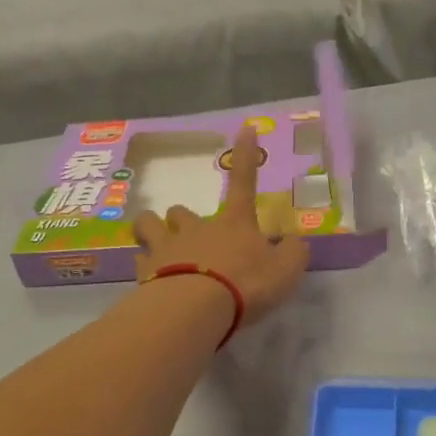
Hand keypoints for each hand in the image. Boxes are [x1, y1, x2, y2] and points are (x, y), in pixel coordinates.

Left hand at [134, 124, 308, 328]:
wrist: (196, 308)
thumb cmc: (246, 284)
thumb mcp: (286, 270)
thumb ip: (293, 253)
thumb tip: (295, 242)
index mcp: (234, 224)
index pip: (244, 183)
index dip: (246, 155)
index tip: (246, 128)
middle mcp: (196, 229)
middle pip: (180, 211)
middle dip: (182, 220)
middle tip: (190, 238)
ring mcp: (166, 247)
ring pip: (147, 225)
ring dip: (151, 231)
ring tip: (157, 248)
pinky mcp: (144, 271)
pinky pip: (140, 261)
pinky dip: (145, 268)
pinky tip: (151, 282)